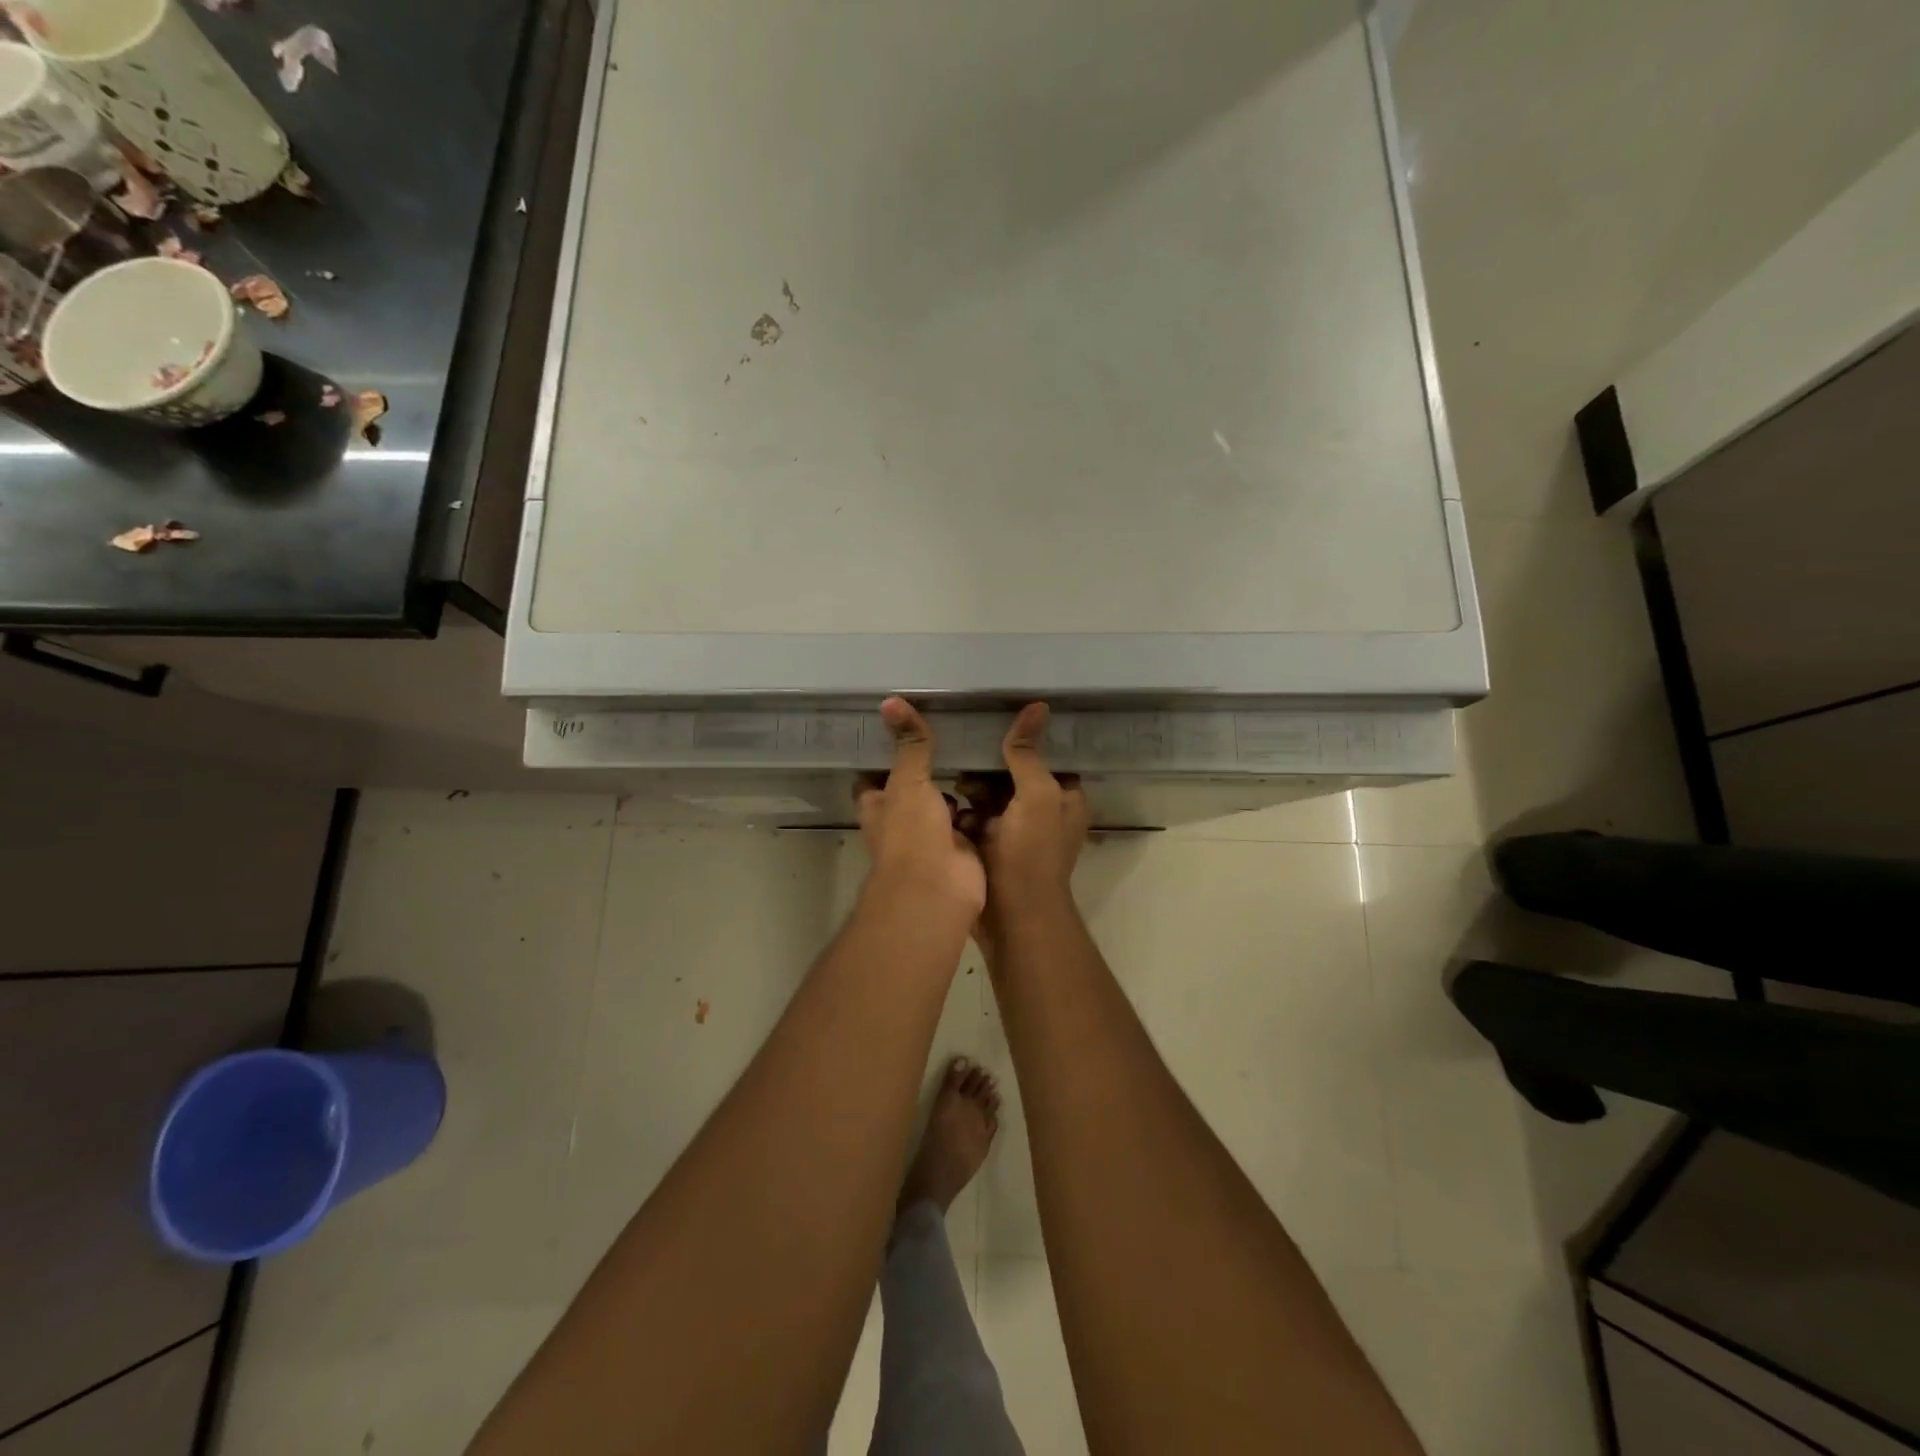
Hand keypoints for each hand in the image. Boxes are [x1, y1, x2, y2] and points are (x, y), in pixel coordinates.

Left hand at [856, 697, 985, 921]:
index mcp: (879, 806)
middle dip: (929, 767)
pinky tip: (1000, 779)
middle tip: (952, 731)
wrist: (939, 891)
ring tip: (979, 748)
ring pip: (945, 804)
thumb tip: (890, 701)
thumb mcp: (908, 782)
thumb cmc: (912, 834)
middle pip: (913, 788)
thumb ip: (909, 745)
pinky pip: (972, 820)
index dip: (884, 754)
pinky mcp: (962, 848)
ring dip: (959, 785)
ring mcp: (933, 837)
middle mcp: (902, 821)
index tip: (902, 727)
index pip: (875, 776)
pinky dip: (984, 806)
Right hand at [962, 703, 1088, 958]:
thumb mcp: (1036, 796)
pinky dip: (961, 812)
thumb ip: (1028, 754)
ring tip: (949, 777)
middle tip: (961, 748)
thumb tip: (1036, 706)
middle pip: (1012, 773)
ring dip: (970, 788)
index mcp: (1064, 797)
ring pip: (989, 795)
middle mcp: (1042, 811)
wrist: (1011, 918)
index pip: (1043, 756)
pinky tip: (943, 803)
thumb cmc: (1031, 854)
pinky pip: (972, 818)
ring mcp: (1014, 831)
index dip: (1021, 740)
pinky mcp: (989, 846)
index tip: (992, 719)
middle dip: (987, 765)